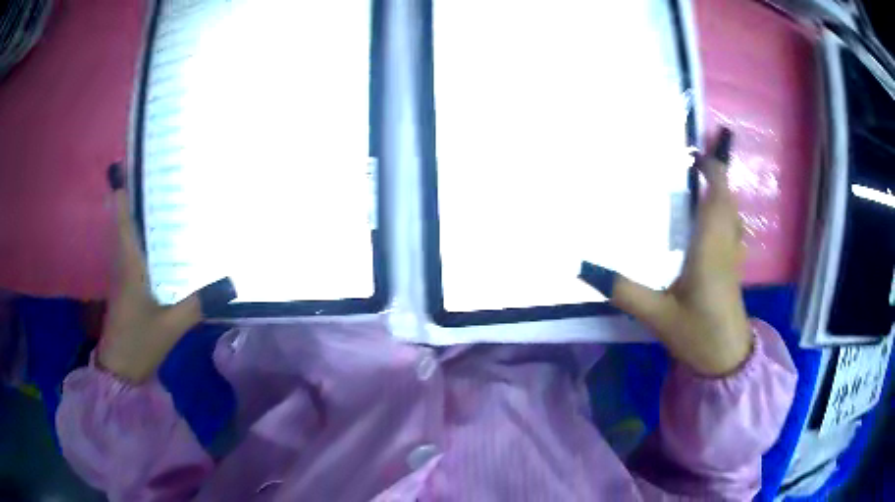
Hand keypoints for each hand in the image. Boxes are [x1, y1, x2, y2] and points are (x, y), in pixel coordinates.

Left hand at [98, 163, 235, 382]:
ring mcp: (122, 272)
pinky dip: (143, 235)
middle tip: (163, 172)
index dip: (126, 186)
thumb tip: (230, 283)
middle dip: (139, 192)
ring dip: (141, 212)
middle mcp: (122, 260)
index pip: (123, 214)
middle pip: (126, 216)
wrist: (120, 370)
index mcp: (129, 262)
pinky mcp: (126, 284)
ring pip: (129, 231)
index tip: (137, 161)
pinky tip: (161, 238)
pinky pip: (133, 249)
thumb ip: (198, 304)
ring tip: (165, 196)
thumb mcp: (171, 326)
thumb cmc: (139, 343)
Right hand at [580, 128, 751, 375]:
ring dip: (720, 193)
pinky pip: (732, 227)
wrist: (727, 359)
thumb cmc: (697, 334)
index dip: (711, 169)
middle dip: (715, 175)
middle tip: (689, 165)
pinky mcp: (734, 267)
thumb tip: (585, 268)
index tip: (693, 153)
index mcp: (710, 248)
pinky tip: (707, 222)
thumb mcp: (657, 315)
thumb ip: (624, 291)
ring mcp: (733, 256)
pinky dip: (723, 212)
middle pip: (727, 199)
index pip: (717, 196)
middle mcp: (725, 244)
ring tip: (697, 186)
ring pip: (733, 212)